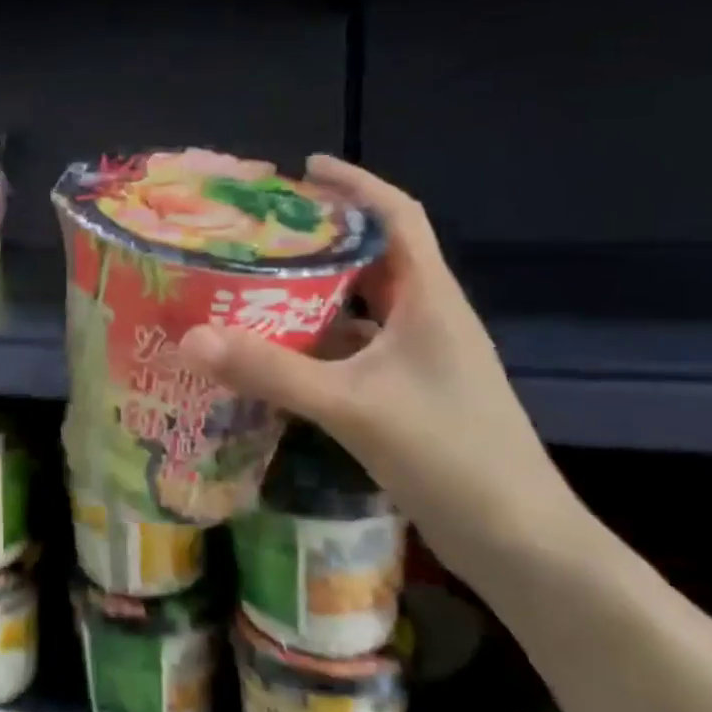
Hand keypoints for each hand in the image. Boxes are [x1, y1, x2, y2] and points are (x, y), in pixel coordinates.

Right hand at [177, 156, 577, 574]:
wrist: (520, 542)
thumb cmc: (450, 455)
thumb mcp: (352, 405)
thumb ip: (271, 370)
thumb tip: (191, 337)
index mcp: (431, 299)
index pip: (398, 217)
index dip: (356, 185)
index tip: (304, 169)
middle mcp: (428, 319)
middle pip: (375, 258)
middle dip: (322, 237)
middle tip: (260, 232)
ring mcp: (420, 360)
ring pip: (362, 308)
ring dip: (315, 292)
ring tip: (255, 283)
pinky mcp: (408, 395)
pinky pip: (354, 351)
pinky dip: (316, 342)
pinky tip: (275, 353)